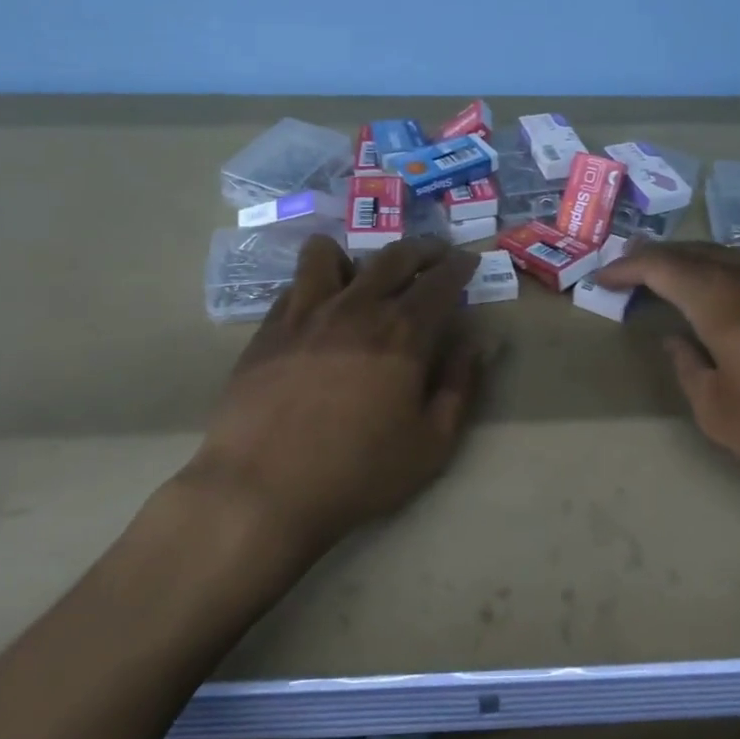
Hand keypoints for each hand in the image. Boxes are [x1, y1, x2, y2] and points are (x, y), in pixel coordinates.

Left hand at [176, 235, 482, 554]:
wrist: (261, 489)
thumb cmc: (357, 473)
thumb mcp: (431, 444)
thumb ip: (459, 388)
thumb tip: (478, 345)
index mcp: (402, 333)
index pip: (440, 281)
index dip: (459, 266)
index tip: (468, 261)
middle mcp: (355, 308)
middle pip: (393, 257)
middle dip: (421, 249)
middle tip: (434, 254)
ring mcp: (305, 314)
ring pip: (328, 254)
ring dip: (355, 256)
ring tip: (362, 274)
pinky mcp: (268, 329)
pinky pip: (294, 285)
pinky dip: (314, 285)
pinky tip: (318, 308)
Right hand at [595, 243, 739, 508]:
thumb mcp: (722, 415)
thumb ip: (690, 371)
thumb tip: (676, 341)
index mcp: (723, 301)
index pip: (663, 266)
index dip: (628, 267)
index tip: (602, 277)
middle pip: (698, 250)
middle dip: (658, 256)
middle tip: (631, 267)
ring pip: (733, 253)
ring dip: (696, 258)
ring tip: (676, 274)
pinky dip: (728, 269)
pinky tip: (731, 290)